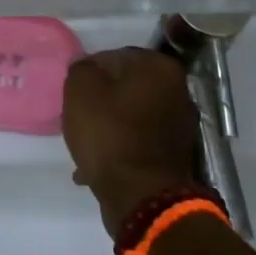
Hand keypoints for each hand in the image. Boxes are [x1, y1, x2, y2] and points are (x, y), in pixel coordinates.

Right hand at [63, 47, 200, 234]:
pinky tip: (98, 167)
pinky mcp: (176, 155)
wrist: (142, 198)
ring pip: (131, 115)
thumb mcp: (80, 91)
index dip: (89, 74)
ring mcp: (181, 125)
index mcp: (159, 67)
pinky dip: (121, 148)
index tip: (75, 94)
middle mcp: (178, 91)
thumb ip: (81, 69)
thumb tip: (87, 67)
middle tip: (79, 117)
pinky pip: (140, 141)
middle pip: (125, 87)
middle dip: (101, 101)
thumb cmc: (110, 135)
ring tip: (87, 146)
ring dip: (110, 126)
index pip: (114, 56)